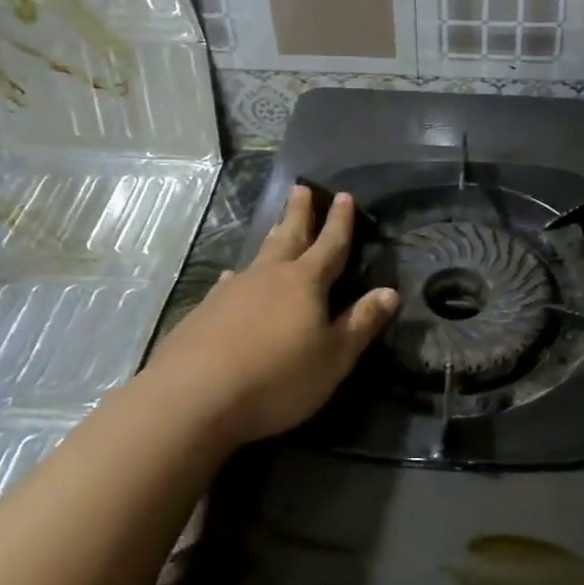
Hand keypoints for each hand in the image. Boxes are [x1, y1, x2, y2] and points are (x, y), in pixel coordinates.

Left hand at [141, 185, 397, 446]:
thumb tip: (390, 292)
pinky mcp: (205, 311)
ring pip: (259, 255)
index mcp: (306, 283)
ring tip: (277, 224)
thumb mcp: (333, 357)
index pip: (330, 244)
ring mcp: (233, 291)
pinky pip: (229, 282)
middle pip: (289, 236)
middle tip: (301, 188)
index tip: (343, 196)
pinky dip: (238, 276)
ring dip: (272, 238)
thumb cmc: (277, 378)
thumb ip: (361, 323)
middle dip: (300, 213)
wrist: (194, 396)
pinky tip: (231, 277)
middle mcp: (269, 276)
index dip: (340, 222)